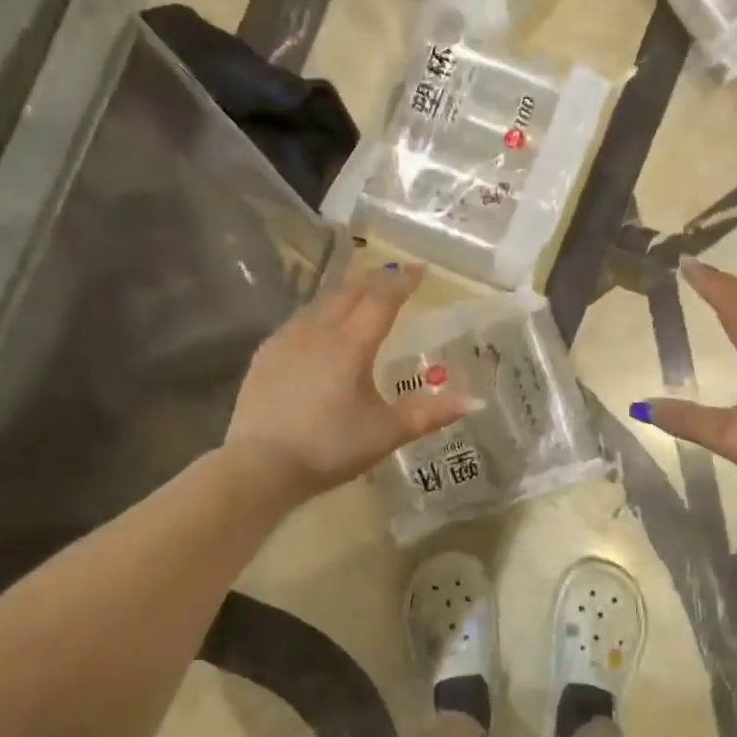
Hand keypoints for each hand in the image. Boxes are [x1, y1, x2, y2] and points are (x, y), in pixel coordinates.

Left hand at [226, 263, 476, 503]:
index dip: (403, 281)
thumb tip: (475, 400)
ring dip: (345, 293)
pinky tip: (319, 327)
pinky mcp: (265, 355)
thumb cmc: (330, 447)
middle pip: (350, 292)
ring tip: (360, 294)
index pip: (382, 299)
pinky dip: (319, 314)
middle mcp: (318, 331)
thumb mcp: (386, 433)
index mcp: (351, 344)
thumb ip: (430, 412)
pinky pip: (299, 321)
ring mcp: (286, 340)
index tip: (420, 270)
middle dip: (375, 280)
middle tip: (394, 276)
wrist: (261, 465)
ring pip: (321, 303)